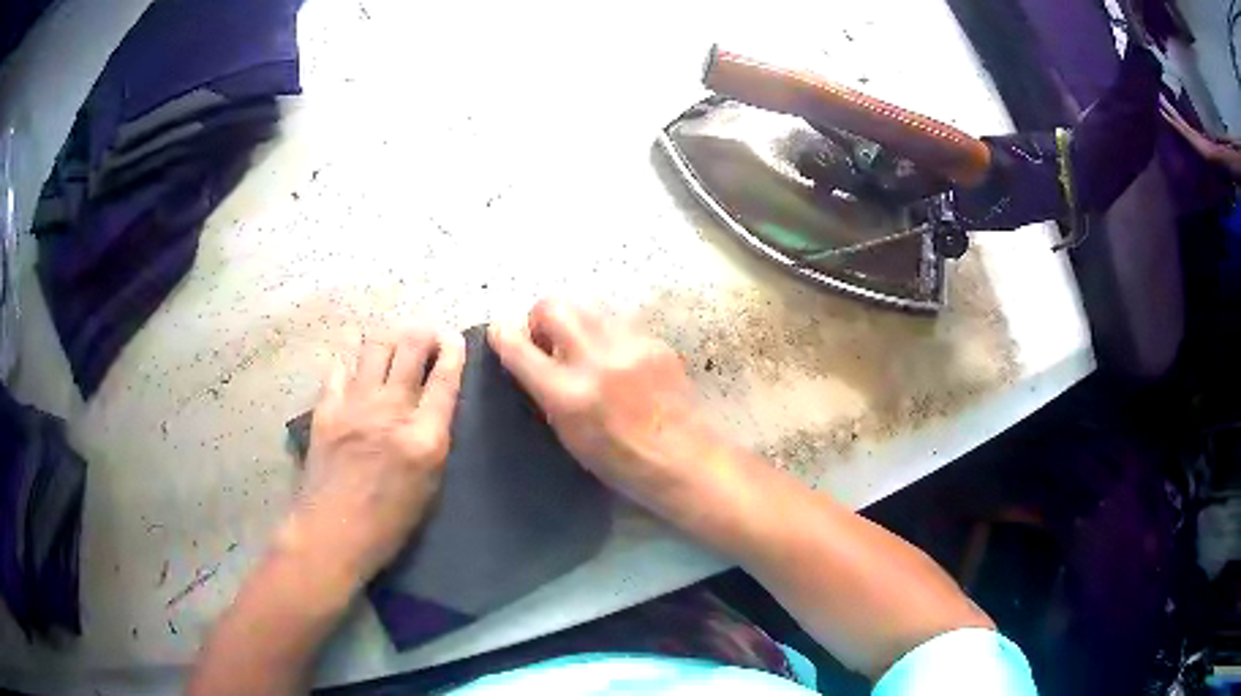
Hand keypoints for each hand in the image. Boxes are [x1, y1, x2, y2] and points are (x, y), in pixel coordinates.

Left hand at [280, 326, 465, 587]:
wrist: (332, 532)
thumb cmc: (388, 524)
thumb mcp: (429, 488)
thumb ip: (432, 442)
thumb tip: (431, 410)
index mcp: (423, 437)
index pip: (444, 379)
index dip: (453, 351)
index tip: (454, 339)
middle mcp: (390, 410)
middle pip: (410, 348)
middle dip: (423, 332)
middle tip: (426, 336)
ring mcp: (354, 404)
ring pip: (375, 346)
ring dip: (389, 339)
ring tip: (393, 345)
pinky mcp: (326, 408)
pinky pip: (340, 367)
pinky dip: (352, 362)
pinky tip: (355, 369)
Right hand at [488, 300, 724, 516]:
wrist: (685, 460)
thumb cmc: (621, 463)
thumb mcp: (568, 436)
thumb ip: (546, 393)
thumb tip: (531, 361)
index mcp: (568, 395)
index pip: (518, 347)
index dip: (502, 335)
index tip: (500, 333)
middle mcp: (596, 360)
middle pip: (553, 305)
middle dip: (540, 318)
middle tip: (548, 343)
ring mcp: (630, 345)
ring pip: (587, 307)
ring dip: (575, 324)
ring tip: (584, 351)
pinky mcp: (655, 341)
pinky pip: (618, 324)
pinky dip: (607, 337)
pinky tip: (619, 363)